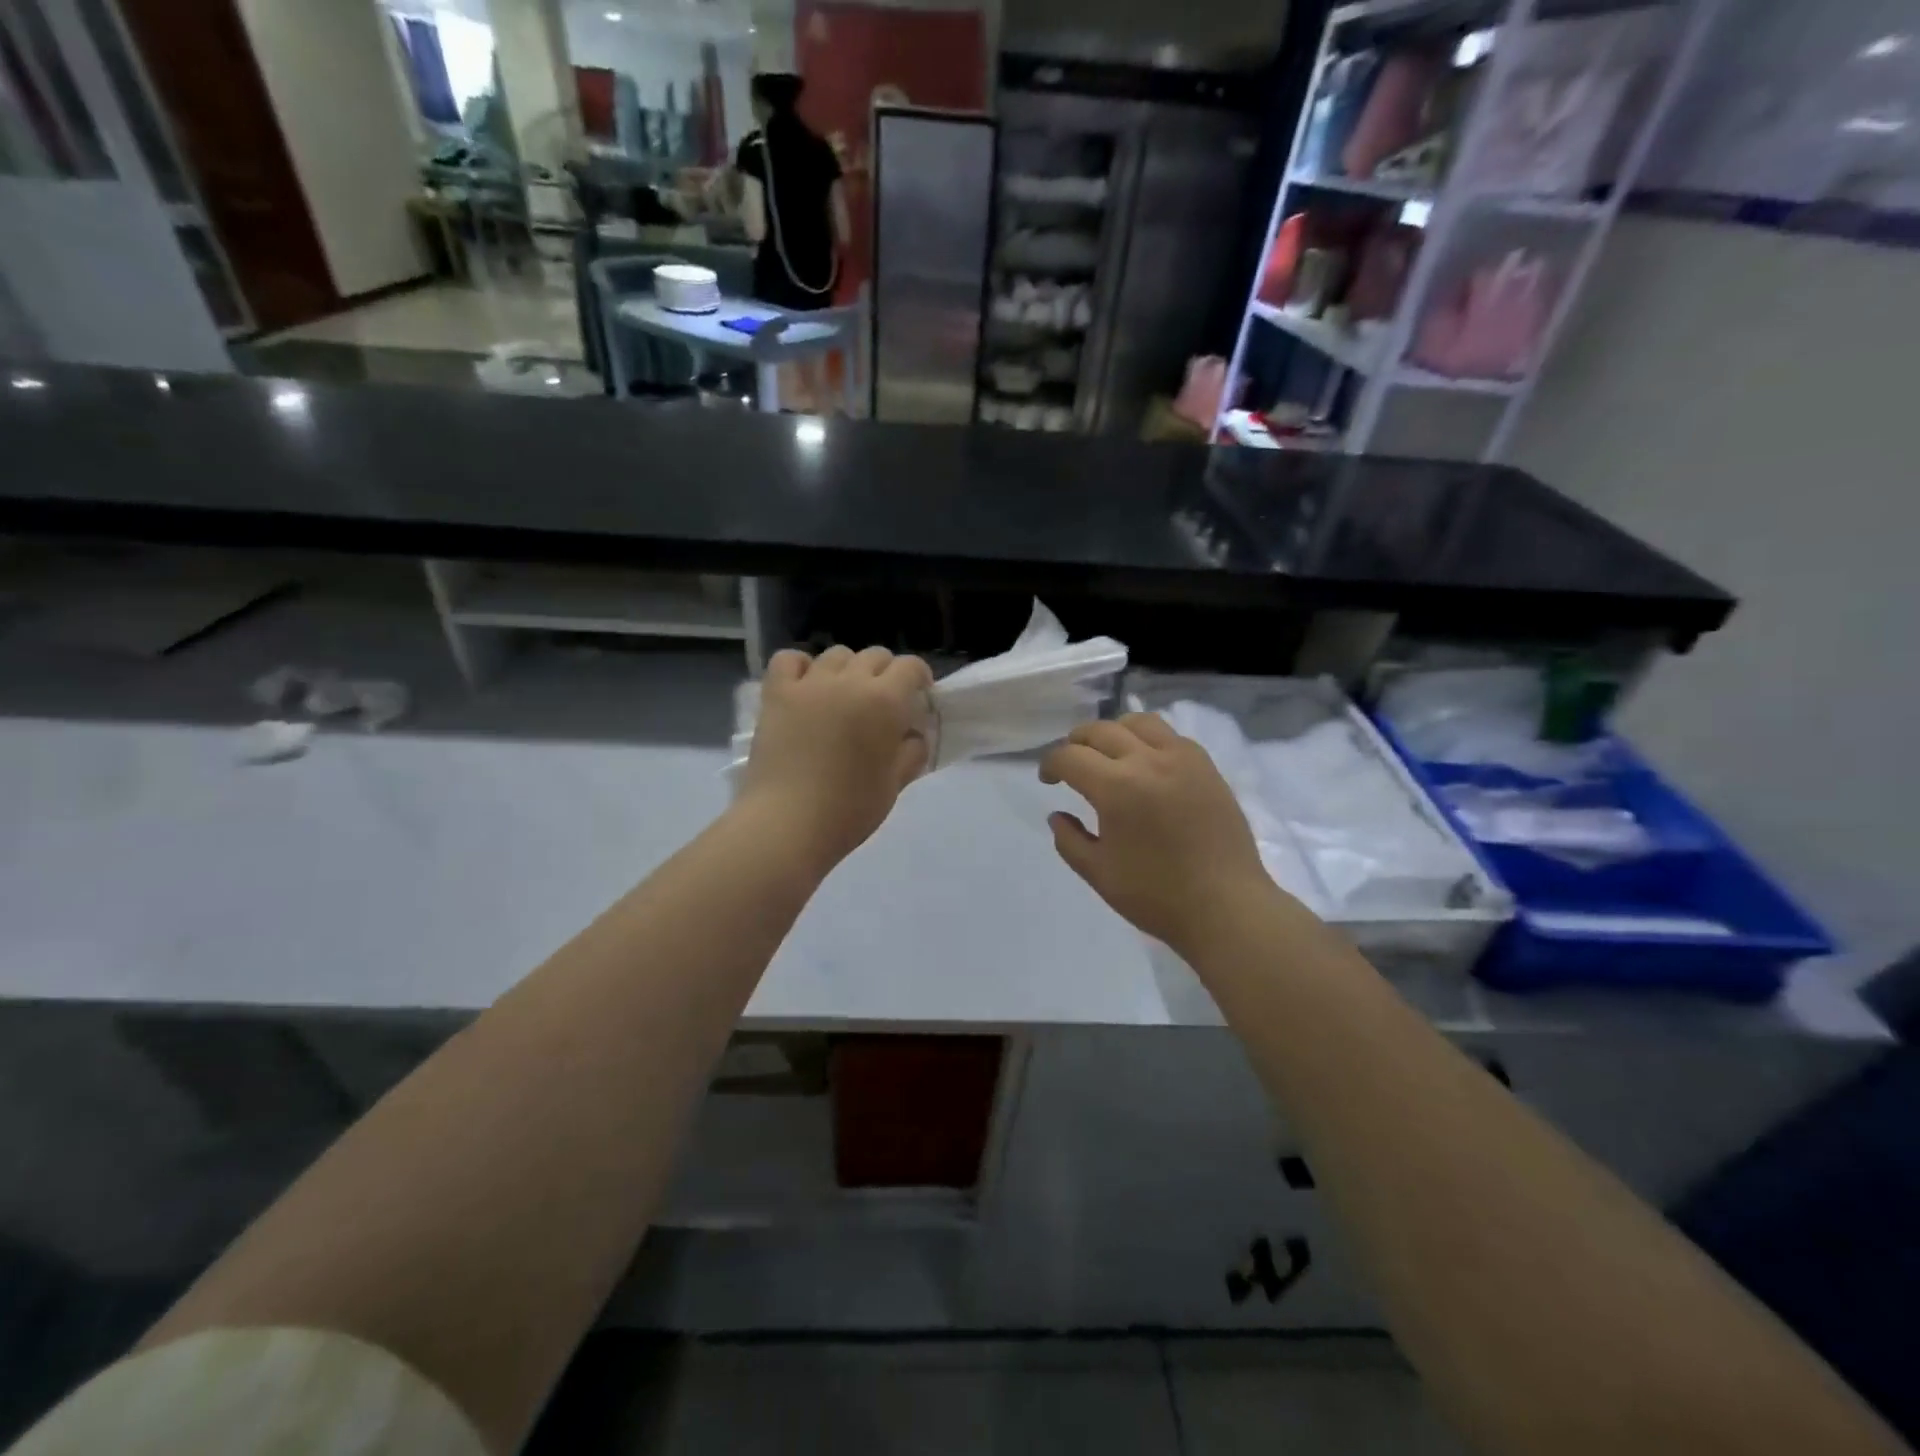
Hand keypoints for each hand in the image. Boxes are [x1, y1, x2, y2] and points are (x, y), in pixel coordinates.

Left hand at [739, 646, 933, 872]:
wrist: (787, 824)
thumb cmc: (849, 810)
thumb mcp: (894, 785)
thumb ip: (911, 754)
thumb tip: (913, 736)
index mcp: (885, 701)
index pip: (910, 667)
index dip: (919, 677)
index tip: (918, 696)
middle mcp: (849, 681)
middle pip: (875, 656)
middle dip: (886, 673)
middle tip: (883, 702)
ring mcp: (810, 684)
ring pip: (836, 654)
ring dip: (847, 669)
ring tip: (843, 695)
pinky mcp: (777, 694)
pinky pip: (790, 659)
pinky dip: (801, 666)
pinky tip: (806, 686)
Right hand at [1040, 713, 1278, 952]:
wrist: (1226, 906)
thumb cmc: (1157, 896)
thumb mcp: (1098, 874)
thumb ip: (1069, 840)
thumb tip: (1057, 815)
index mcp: (1116, 788)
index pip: (1070, 756)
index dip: (1050, 764)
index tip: (1048, 779)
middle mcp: (1148, 761)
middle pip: (1100, 730)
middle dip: (1076, 743)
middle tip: (1071, 764)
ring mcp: (1182, 759)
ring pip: (1138, 722)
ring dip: (1114, 731)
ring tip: (1109, 754)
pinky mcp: (1206, 766)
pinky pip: (1170, 736)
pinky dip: (1148, 740)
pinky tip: (1146, 764)